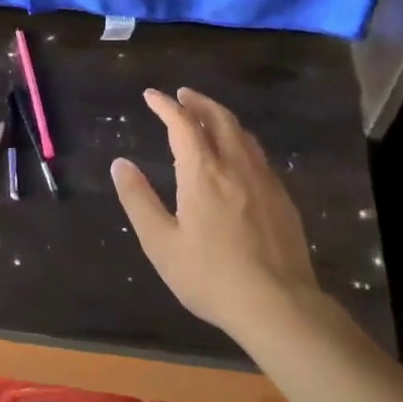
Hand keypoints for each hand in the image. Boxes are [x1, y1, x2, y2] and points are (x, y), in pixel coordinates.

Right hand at [111, 88, 326, 343]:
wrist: (279, 306)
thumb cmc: (211, 276)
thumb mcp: (161, 243)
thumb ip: (139, 200)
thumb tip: (120, 164)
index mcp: (203, 173)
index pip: (183, 124)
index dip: (165, 106)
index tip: (151, 95)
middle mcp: (236, 166)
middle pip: (219, 119)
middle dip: (198, 102)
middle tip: (182, 95)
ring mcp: (264, 181)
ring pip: (243, 134)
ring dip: (221, 117)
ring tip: (207, 117)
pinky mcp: (282, 199)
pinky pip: (258, 155)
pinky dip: (240, 140)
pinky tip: (237, 156)